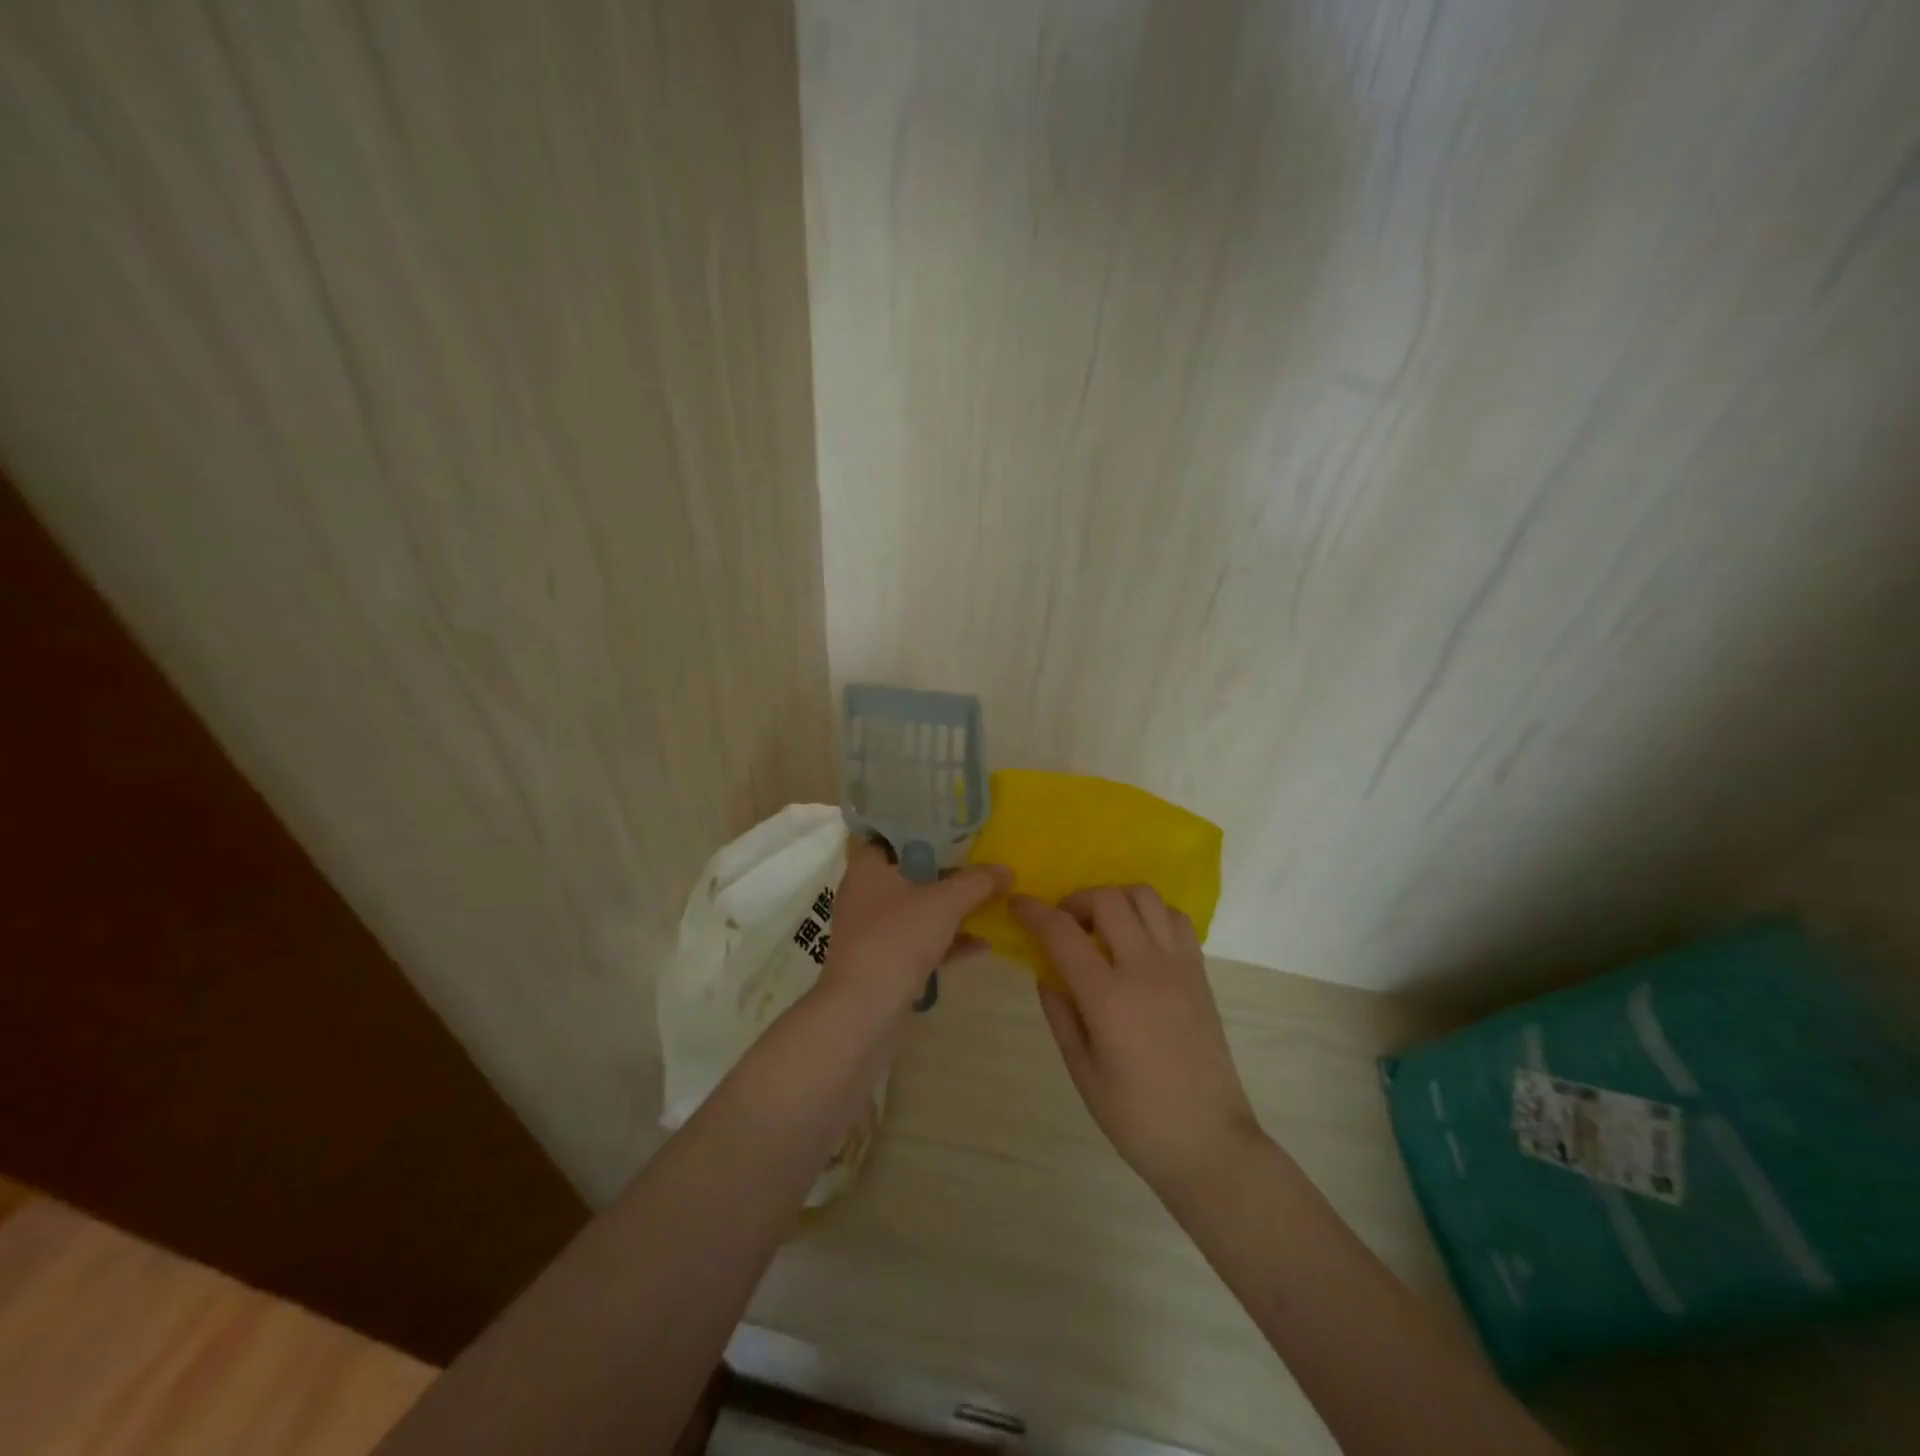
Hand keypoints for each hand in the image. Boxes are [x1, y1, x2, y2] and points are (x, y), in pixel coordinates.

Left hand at [820, 838, 1010, 1013]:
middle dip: (944, 870)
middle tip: (978, 861)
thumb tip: (1006, 869)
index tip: (951, 825)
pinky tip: (981, 943)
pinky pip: (920, 941)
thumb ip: (977, 882)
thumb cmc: (897, 937)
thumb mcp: (944, 902)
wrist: (864, 1009)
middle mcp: (865, 894)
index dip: (919, 827)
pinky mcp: (884, 961)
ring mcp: (873, 930)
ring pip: (916, 909)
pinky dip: (947, 940)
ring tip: (987, 901)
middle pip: (908, 872)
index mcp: (867, 868)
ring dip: (949, 908)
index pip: (888, 833)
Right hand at [1013, 886, 1260, 1196]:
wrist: (1209, 1142)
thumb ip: (1060, 1014)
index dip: (1034, 912)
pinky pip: (1174, 918)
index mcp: (1109, 998)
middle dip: (1075, 900)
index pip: (1062, 933)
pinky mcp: (1199, 973)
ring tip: (1101, 926)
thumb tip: (1046, 973)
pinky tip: (1137, 939)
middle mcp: (1145, 969)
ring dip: (1114, 899)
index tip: (1016, 904)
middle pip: (1107, 899)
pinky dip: (1150, 913)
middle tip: (1063, 924)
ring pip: (1145, 897)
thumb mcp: (1082, 1072)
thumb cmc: (1136, 1118)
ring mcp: (1178, 966)